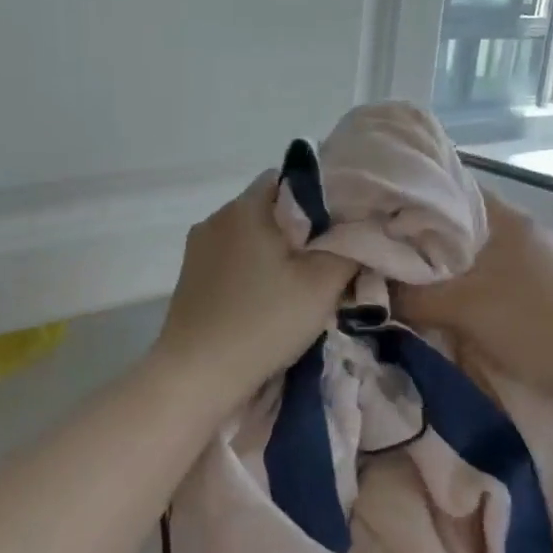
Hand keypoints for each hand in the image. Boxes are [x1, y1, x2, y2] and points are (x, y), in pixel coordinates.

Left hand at [151, 174, 356, 405]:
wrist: (197, 374)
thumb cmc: (264, 321)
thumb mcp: (322, 284)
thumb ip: (350, 248)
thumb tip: (362, 230)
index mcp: (245, 207)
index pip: (288, 178)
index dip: (320, 197)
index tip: (341, 227)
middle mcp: (215, 218)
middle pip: (269, 209)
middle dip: (301, 230)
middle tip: (329, 261)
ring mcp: (198, 249)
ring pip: (250, 237)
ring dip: (275, 254)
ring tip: (300, 285)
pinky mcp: (190, 278)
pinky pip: (231, 260)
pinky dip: (253, 272)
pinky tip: (267, 301)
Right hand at [394, 190, 552, 400]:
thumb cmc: (532, 322)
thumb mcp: (463, 308)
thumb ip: (412, 298)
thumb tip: (368, 296)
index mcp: (507, 219)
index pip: (453, 191)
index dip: (415, 200)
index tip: (380, 216)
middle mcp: (522, 233)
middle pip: (460, 227)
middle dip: (424, 242)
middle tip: (383, 254)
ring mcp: (535, 263)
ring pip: (474, 257)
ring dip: (444, 270)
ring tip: (406, 281)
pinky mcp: (540, 291)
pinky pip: (489, 280)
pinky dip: (464, 288)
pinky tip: (444, 305)